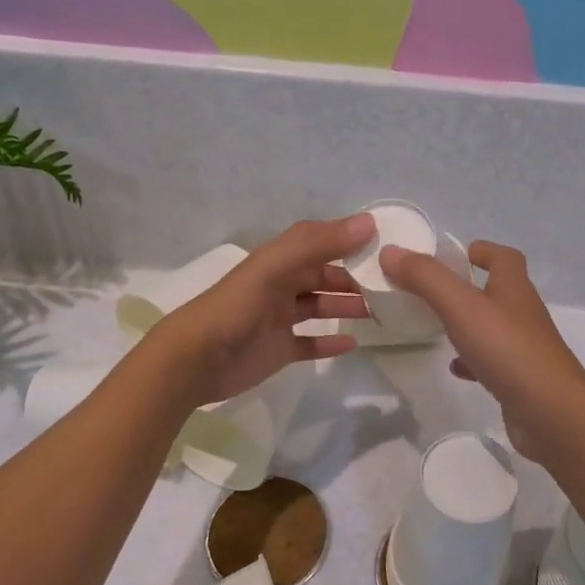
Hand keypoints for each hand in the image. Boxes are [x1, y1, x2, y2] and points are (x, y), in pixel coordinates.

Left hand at [147, 215, 374, 405]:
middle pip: (324, 276)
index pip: (320, 242)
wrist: (194, 361)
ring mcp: (279, 320)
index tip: (384, 246)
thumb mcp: (275, 268)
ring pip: (320, 307)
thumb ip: (319, 244)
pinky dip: (330, 342)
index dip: (348, 240)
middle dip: (354, 278)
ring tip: (381, 313)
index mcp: (279, 261)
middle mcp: (281, 286)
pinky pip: (310, 343)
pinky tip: (354, 343)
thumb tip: (369, 223)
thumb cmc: (236, 308)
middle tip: (390, 288)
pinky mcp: (278, 350)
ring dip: (347, 306)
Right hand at [380, 239, 584, 459]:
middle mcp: (522, 312)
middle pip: (498, 290)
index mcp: (513, 287)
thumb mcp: (460, 306)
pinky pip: (492, 361)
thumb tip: (391, 251)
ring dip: (468, 323)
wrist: (551, 412)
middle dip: (468, 286)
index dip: (482, 250)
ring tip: (437, 327)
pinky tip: (455, 369)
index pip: (504, 256)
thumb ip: (425, 278)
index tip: (456, 255)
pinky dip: (472, 360)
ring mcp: (524, 347)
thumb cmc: (506, 348)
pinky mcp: (520, 378)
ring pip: (493, 326)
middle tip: (433, 291)